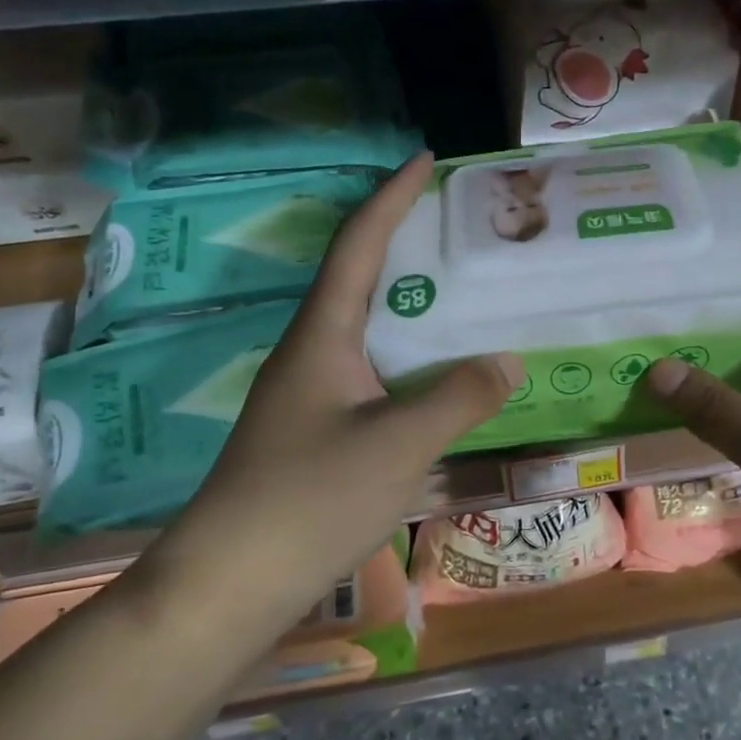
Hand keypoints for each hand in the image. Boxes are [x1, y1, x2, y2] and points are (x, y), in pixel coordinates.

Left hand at [149, 153, 519, 610]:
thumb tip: (508, 360)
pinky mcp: (319, 430)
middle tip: (460, 230)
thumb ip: (459, 397)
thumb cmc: (310, 498)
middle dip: (407, 245)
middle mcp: (313, 352)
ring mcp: (313, 394)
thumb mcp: (398, 443)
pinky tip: (443, 378)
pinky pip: (376, 373)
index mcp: (322, 334)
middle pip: (362, 279)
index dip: (391, 197)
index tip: (424, 158)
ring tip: (465, 295)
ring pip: (371, 330)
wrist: (232, 580)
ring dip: (413, 307)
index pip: (358, 244)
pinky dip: (412, 360)